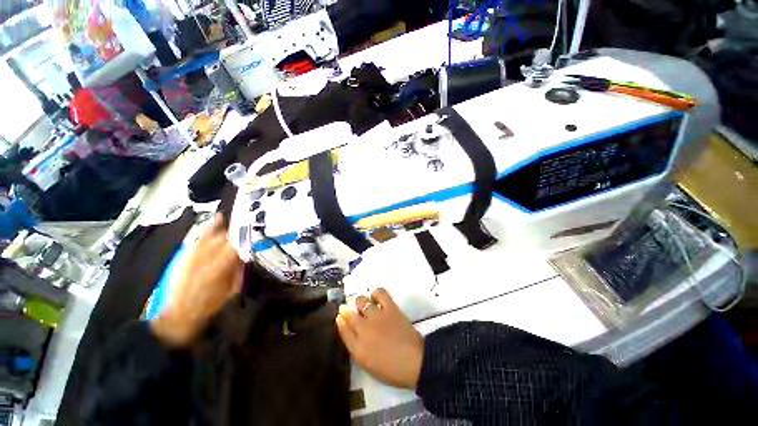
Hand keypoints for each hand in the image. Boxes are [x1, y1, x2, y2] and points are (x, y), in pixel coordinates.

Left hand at [151, 214, 243, 346]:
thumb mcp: (233, 290)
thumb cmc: (211, 306)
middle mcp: (207, 257)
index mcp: (220, 268)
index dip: (248, 237)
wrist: (181, 314)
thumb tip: (248, 254)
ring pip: (214, 235)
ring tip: (241, 218)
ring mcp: (196, 255)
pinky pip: (200, 238)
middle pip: (227, 238)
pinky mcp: (188, 255)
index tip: (259, 231)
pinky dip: (210, 228)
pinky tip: (219, 218)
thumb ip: (240, 270)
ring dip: (228, 227)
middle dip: (240, 231)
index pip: (237, 245)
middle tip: (254, 224)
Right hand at [336, 288, 423, 388]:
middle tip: (355, 313)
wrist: (415, 362)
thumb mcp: (367, 363)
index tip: (340, 316)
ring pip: (361, 301)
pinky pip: (380, 293)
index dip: (340, 320)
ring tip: (366, 306)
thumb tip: (344, 325)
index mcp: (358, 348)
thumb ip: (354, 345)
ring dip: (361, 303)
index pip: (343, 329)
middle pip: (349, 313)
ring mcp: (377, 316)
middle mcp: (364, 329)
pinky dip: (376, 293)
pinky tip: (376, 298)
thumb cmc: (391, 368)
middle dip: (347, 310)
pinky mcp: (390, 308)